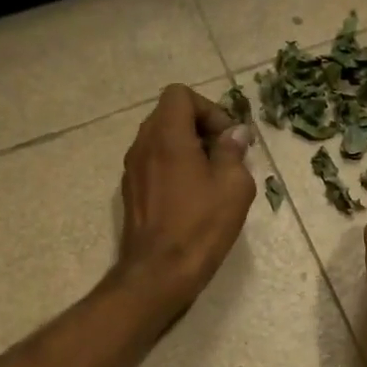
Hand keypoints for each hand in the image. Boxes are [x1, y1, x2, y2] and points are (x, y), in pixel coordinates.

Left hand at [115, 84, 255, 316]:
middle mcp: (143, 145)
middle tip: (225, 156)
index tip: (227, 139)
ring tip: (211, 178)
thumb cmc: (200, 226)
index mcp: (167, 136)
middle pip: (169, 114)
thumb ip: (233, 151)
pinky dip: (173, 166)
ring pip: (161, 139)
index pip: (180, 94)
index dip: (209, 109)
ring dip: (187, 148)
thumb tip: (235, 134)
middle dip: (200, 127)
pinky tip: (192, 197)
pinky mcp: (131, 191)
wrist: (159, 273)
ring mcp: (132, 169)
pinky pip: (154, 162)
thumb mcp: (234, 186)